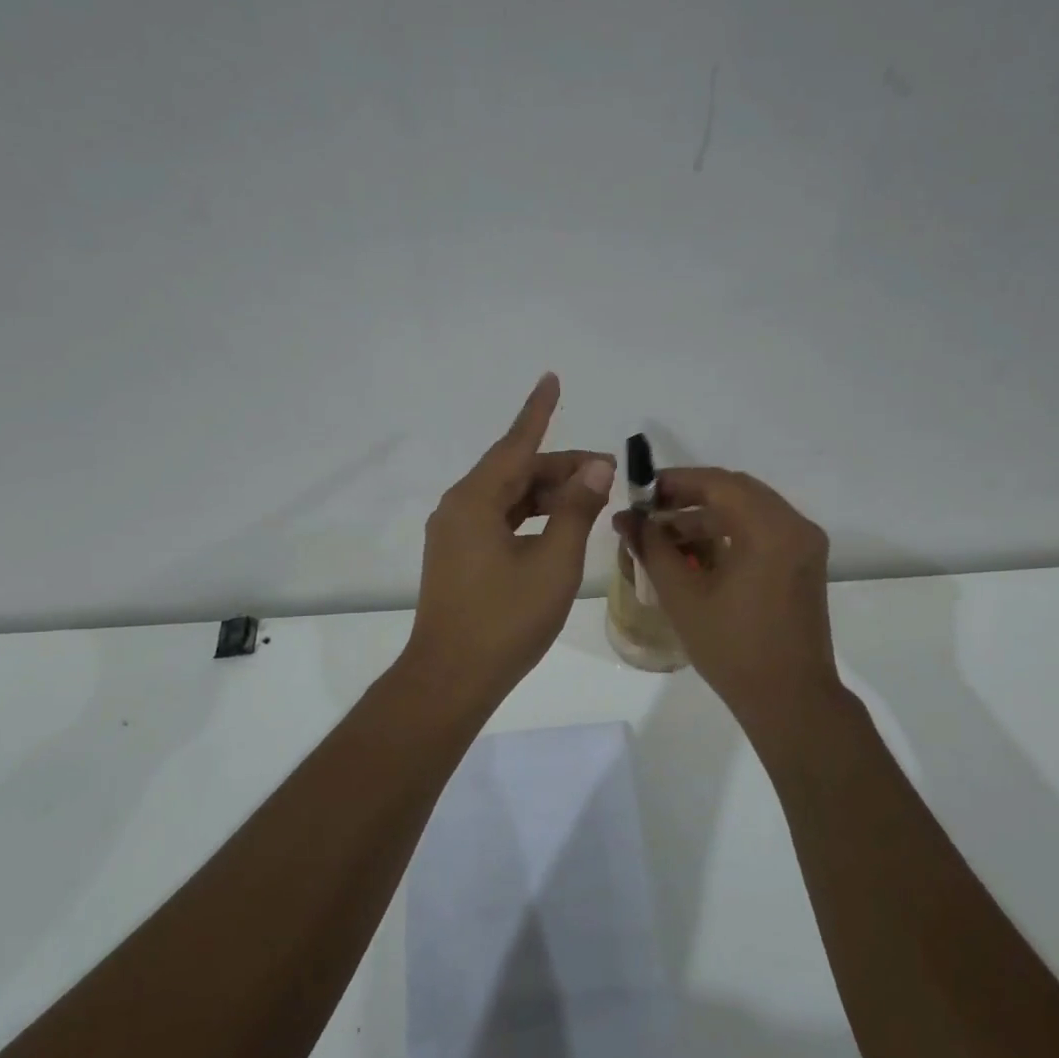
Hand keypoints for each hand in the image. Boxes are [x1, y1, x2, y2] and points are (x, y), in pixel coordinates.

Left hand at [406, 374, 614, 702]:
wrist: (451, 678)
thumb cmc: (505, 620)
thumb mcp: (552, 563)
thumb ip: (575, 510)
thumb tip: (595, 468)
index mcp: (475, 501)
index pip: (515, 445)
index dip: (538, 412)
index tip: (552, 379)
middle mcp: (458, 508)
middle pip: (514, 472)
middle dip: (560, 467)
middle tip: (607, 472)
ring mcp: (454, 534)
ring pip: (507, 498)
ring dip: (547, 494)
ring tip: (590, 497)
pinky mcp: (458, 557)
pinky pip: (498, 520)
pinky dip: (530, 516)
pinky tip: (557, 525)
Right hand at [616, 468, 841, 736]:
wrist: (790, 699)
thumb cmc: (732, 649)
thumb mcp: (682, 596)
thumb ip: (652, 548)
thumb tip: (626, 519)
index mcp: (770, 529)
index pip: (718, 483)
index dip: (675, 482)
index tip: (641, 494)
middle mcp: (795, 526)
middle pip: (736, 491)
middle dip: (689, 497)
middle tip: (650, 511)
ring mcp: (804, 545)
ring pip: (749, 510)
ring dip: (708, 515)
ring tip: (665, 535)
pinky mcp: (804, 563)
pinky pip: (763, 530)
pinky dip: (729, 531)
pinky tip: (697, 551)